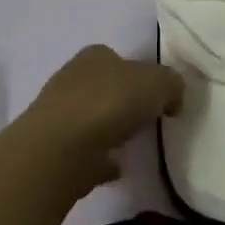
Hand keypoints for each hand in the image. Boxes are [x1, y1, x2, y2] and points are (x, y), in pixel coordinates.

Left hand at [16, 44, 184, 194]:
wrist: (59, 151)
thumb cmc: (109, 104)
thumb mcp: (158, 83)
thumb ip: (172, 85)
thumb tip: (172, 98)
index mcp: (94, 56)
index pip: (118, 57)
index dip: (139, 73)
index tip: (157, 95)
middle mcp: (71, 79)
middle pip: (103, 87)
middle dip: (122, 100)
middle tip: (146, 119)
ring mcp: (58, 115)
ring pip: (90, 119)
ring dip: (108, 129)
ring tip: (132, 145)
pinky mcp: (52, 150)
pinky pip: (84, 152)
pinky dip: (98, 158)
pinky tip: (116, 168)